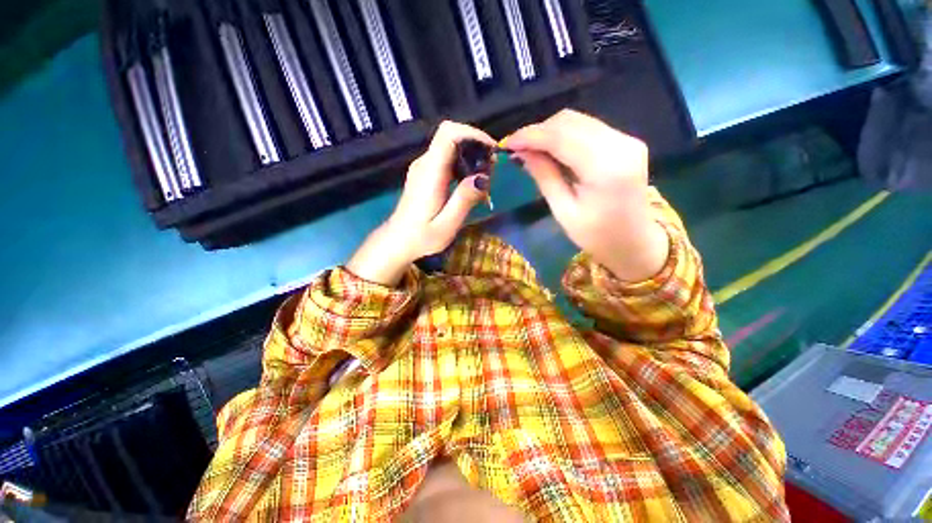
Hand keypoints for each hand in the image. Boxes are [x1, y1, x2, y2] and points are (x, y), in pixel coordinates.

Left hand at [347, 121, 493, 285]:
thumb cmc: (421, 237)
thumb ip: (464, 200)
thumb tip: (483, 177)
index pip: (449, 133)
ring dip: (471, 158)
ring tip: (483, 183)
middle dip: (476, 148)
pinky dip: (463, 166)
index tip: (491, 151)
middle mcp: (425, 163)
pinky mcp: (424, 174)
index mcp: (430, 173)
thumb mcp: (447, 225)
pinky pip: (447, 159)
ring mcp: (423, 167)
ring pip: (451, 147)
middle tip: (491, 173)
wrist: (397, 241)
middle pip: (452, 136)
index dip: (473, 134)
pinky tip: (469, 186)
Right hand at [505, 109, 668, 281]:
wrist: (635, 242)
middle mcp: (621, 144)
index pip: (561, 137)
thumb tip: (522, 152)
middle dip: (538, 131)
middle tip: (517, 148)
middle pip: (570, 121)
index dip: (531, 136)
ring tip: (531, 149)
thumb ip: (544, 177)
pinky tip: (551, 149)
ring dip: (550, 131)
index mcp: (605, 168)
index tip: (507, 143)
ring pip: (578, 120)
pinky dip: (565, 135)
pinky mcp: (626, 141)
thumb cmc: (596, 235)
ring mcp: (627, 140)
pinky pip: (588, 128)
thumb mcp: (564, 211)